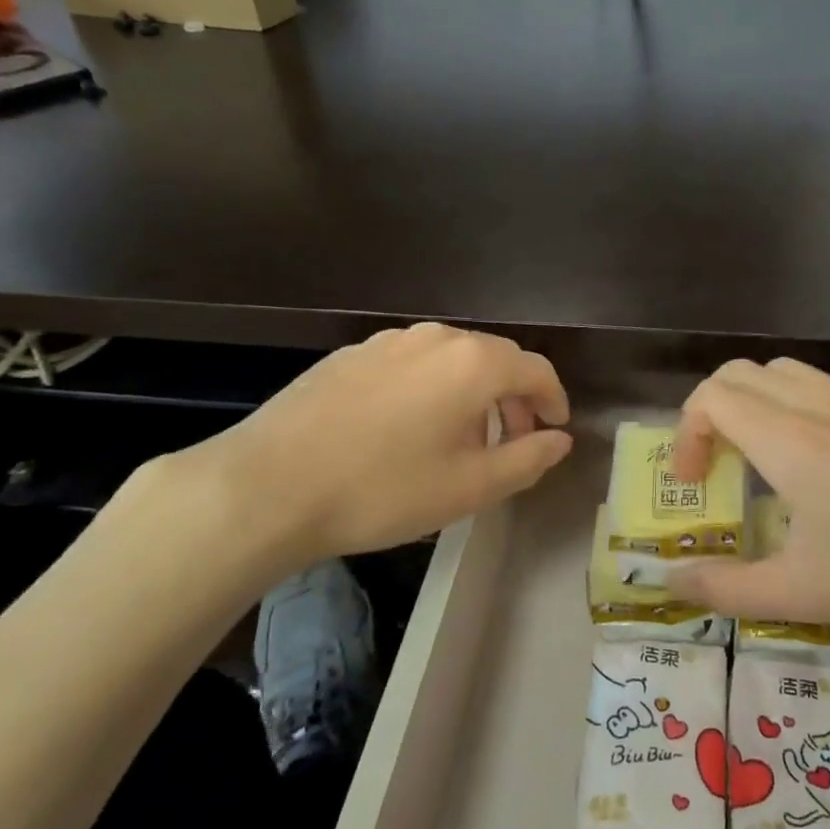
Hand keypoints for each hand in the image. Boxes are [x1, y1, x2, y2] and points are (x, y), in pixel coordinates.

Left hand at [159, 323, 570, 597]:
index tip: (554, 429)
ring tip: (462, 438)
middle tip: (513, 440)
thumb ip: (527, 459)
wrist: (268, 486)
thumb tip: (560, 440)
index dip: (553, 399)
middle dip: (513, 397)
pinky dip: (431, 388)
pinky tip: (408, 428)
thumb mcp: (470, 487)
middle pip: (494, 358)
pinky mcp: (350, 355)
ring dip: (472, 392)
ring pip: (450, 359)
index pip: (535, 369)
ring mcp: (387, 341)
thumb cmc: (383, 490)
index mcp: (472, 363)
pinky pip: (411, 363)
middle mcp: (435, 338)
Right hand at [666, 358, 829, 643]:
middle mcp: (824, 404)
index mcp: (791, 439)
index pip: (711, 396)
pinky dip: (806, 413)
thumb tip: (671, 581)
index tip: (694, 481)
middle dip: (715, 412)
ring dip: (760, 407)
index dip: (687, 433)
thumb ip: (727, 587)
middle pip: (744, 373)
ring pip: (790, 375)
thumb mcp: (805, 595)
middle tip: (721, 467)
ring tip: (771, 464)